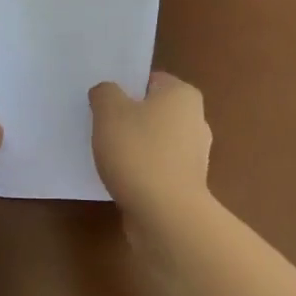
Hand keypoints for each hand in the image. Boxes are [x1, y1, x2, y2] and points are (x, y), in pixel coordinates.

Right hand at [89, 71, 212, 228]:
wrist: (165, 215)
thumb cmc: (138, 152)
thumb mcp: (109, 111)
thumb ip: (105, 93)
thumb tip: (107, 93)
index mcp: (182, 95)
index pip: (150, 80)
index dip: (125, 88)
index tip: (103, 102)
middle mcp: (196, 120)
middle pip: (153, 111)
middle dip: (129, 117)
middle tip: (100, 126)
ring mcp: (194, 155)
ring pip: (155, 141)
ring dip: (134, 146)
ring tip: (106, 155)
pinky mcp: (187, 184)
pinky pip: (157, 168)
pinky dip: (141, 170)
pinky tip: (120, 178)